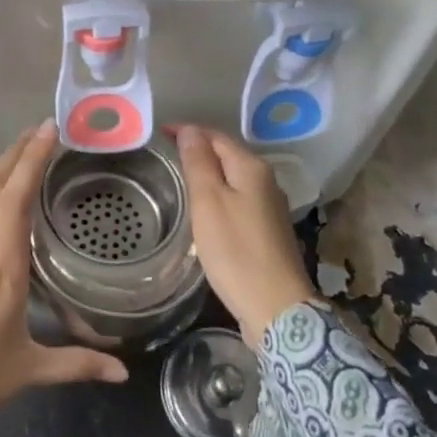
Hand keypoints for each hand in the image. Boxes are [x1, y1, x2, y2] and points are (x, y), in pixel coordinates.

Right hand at [170, 124, 318, 347]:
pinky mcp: (268, 230)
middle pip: (227, 154)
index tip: (160, 133)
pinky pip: (238, 198)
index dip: (188, 131)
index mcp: (251, 168)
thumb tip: (190, 130)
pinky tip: (205, 208)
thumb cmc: (236, 251)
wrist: (276, 307)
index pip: (215, 136)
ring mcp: (270, 206)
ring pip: (233, 177)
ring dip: (208, 172)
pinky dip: (219, 194)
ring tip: (180, 177)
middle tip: (166, 153)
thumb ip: (198, 163)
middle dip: (198, 149)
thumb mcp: (208, 202)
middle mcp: (266, 181)